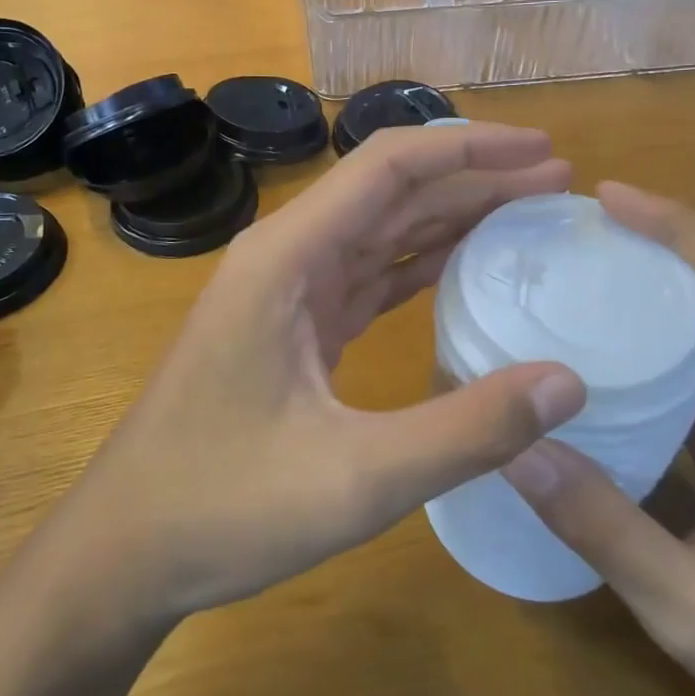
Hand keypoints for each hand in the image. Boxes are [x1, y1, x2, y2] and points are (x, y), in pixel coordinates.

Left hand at [59, 122, 586, 623]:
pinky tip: (466, 268)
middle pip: (392, 192)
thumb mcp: (355, 477)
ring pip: (381, 231)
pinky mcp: (294, 326)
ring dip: (451, 218)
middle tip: (557, 185)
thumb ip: (466, 430)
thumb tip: (568, 382)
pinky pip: (367, 276)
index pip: (389, 167)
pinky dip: (420, 266)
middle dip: (475, 179)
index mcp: (289, 256)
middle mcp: (286, 255)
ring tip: (528, 215)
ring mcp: (287, 291)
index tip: (542, 153)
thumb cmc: (222, 505)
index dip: (470, 148)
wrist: (126, 547)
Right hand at [502, 183, 694, 695]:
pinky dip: (661, 327)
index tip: (616, 201)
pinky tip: (607, 341)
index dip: (687, 233)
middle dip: (667, 237)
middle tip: (585, 223)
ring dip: (664, 275)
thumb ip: (602, 527)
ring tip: (587, 261)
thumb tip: (519, 445)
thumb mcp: (684, 605)